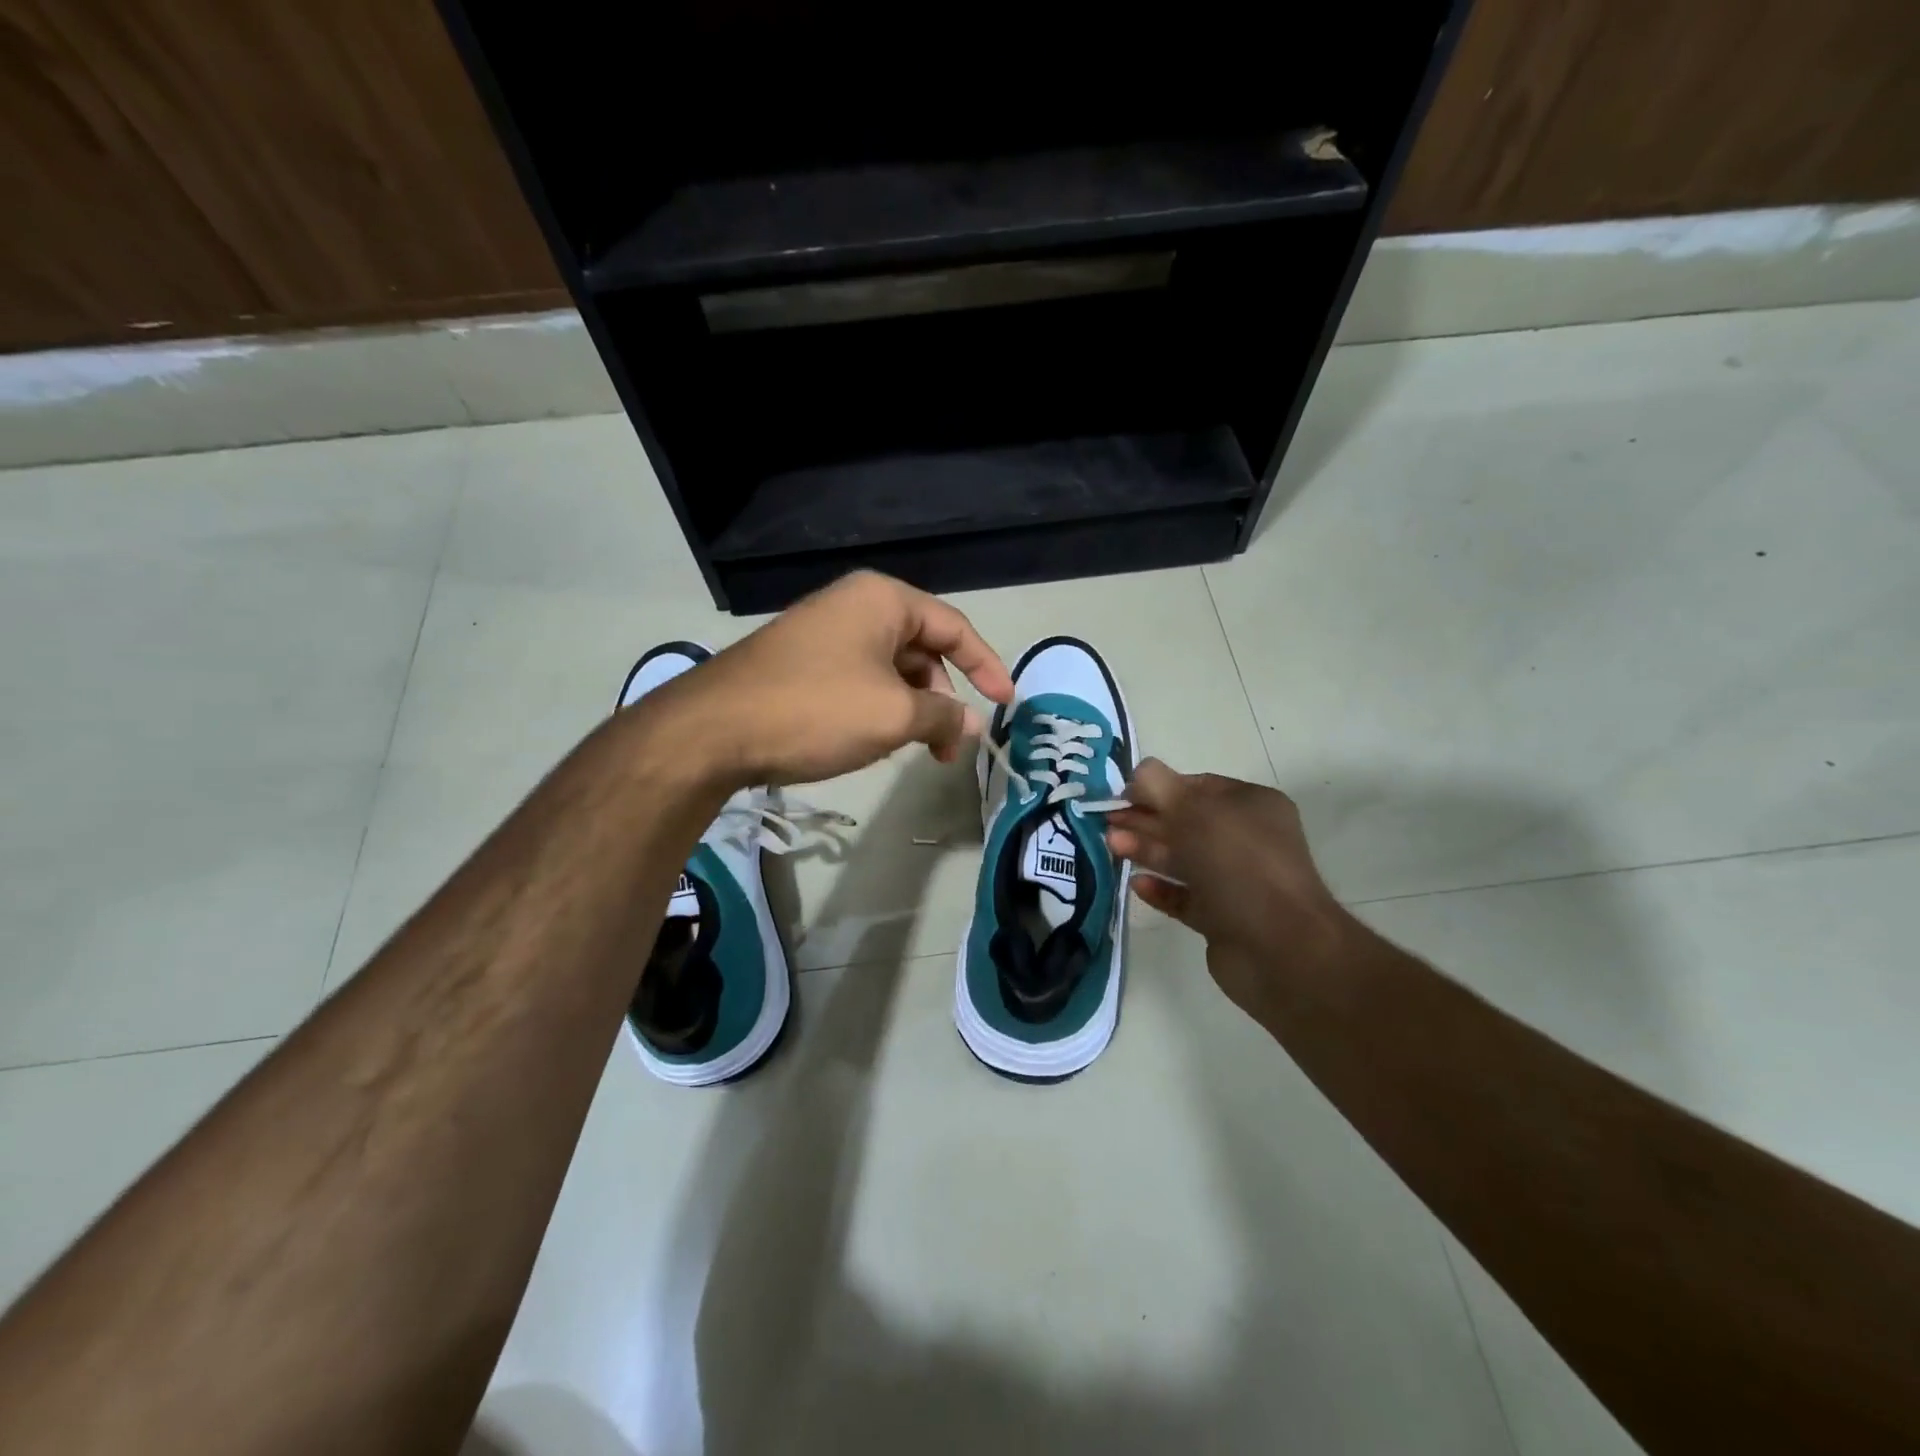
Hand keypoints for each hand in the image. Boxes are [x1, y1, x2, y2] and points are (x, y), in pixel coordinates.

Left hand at [650, 571, 1014, 786]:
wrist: (714, 730)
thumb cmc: (816, 709)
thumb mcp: (894, 716)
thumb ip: (944, 717)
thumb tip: (972, 725)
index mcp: (883, 599)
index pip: (954, 627)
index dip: (986, 666)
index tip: (1005, 704)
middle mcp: (854, 605)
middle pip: (922, 649)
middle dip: (942, 699)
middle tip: (947, 746)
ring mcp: (823, 632)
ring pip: (890, 669)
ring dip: (910, 708)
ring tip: (910, 749)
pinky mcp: (800, 661)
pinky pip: (858, 679)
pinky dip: (878, 708)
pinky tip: (870, 740)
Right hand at [1104, 761, 1354, 1014]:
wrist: (1279, 947)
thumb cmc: (1238, 864)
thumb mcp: (1194, 811)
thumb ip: (1159, 786)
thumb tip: (1138, 770)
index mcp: (1251, 805)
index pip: (1197, 786)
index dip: (1158, 787)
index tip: (1121, 795)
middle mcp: (1246, 839)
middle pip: (1186, 822)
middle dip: (1145, 819)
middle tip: (1106, 821)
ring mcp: (1236, 881)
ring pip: (1183, 859)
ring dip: (1147, 850)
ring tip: (1111, 846)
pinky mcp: (1223, 919)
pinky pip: (1185, 897)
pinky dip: (1161, 889)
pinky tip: (1136, 884)